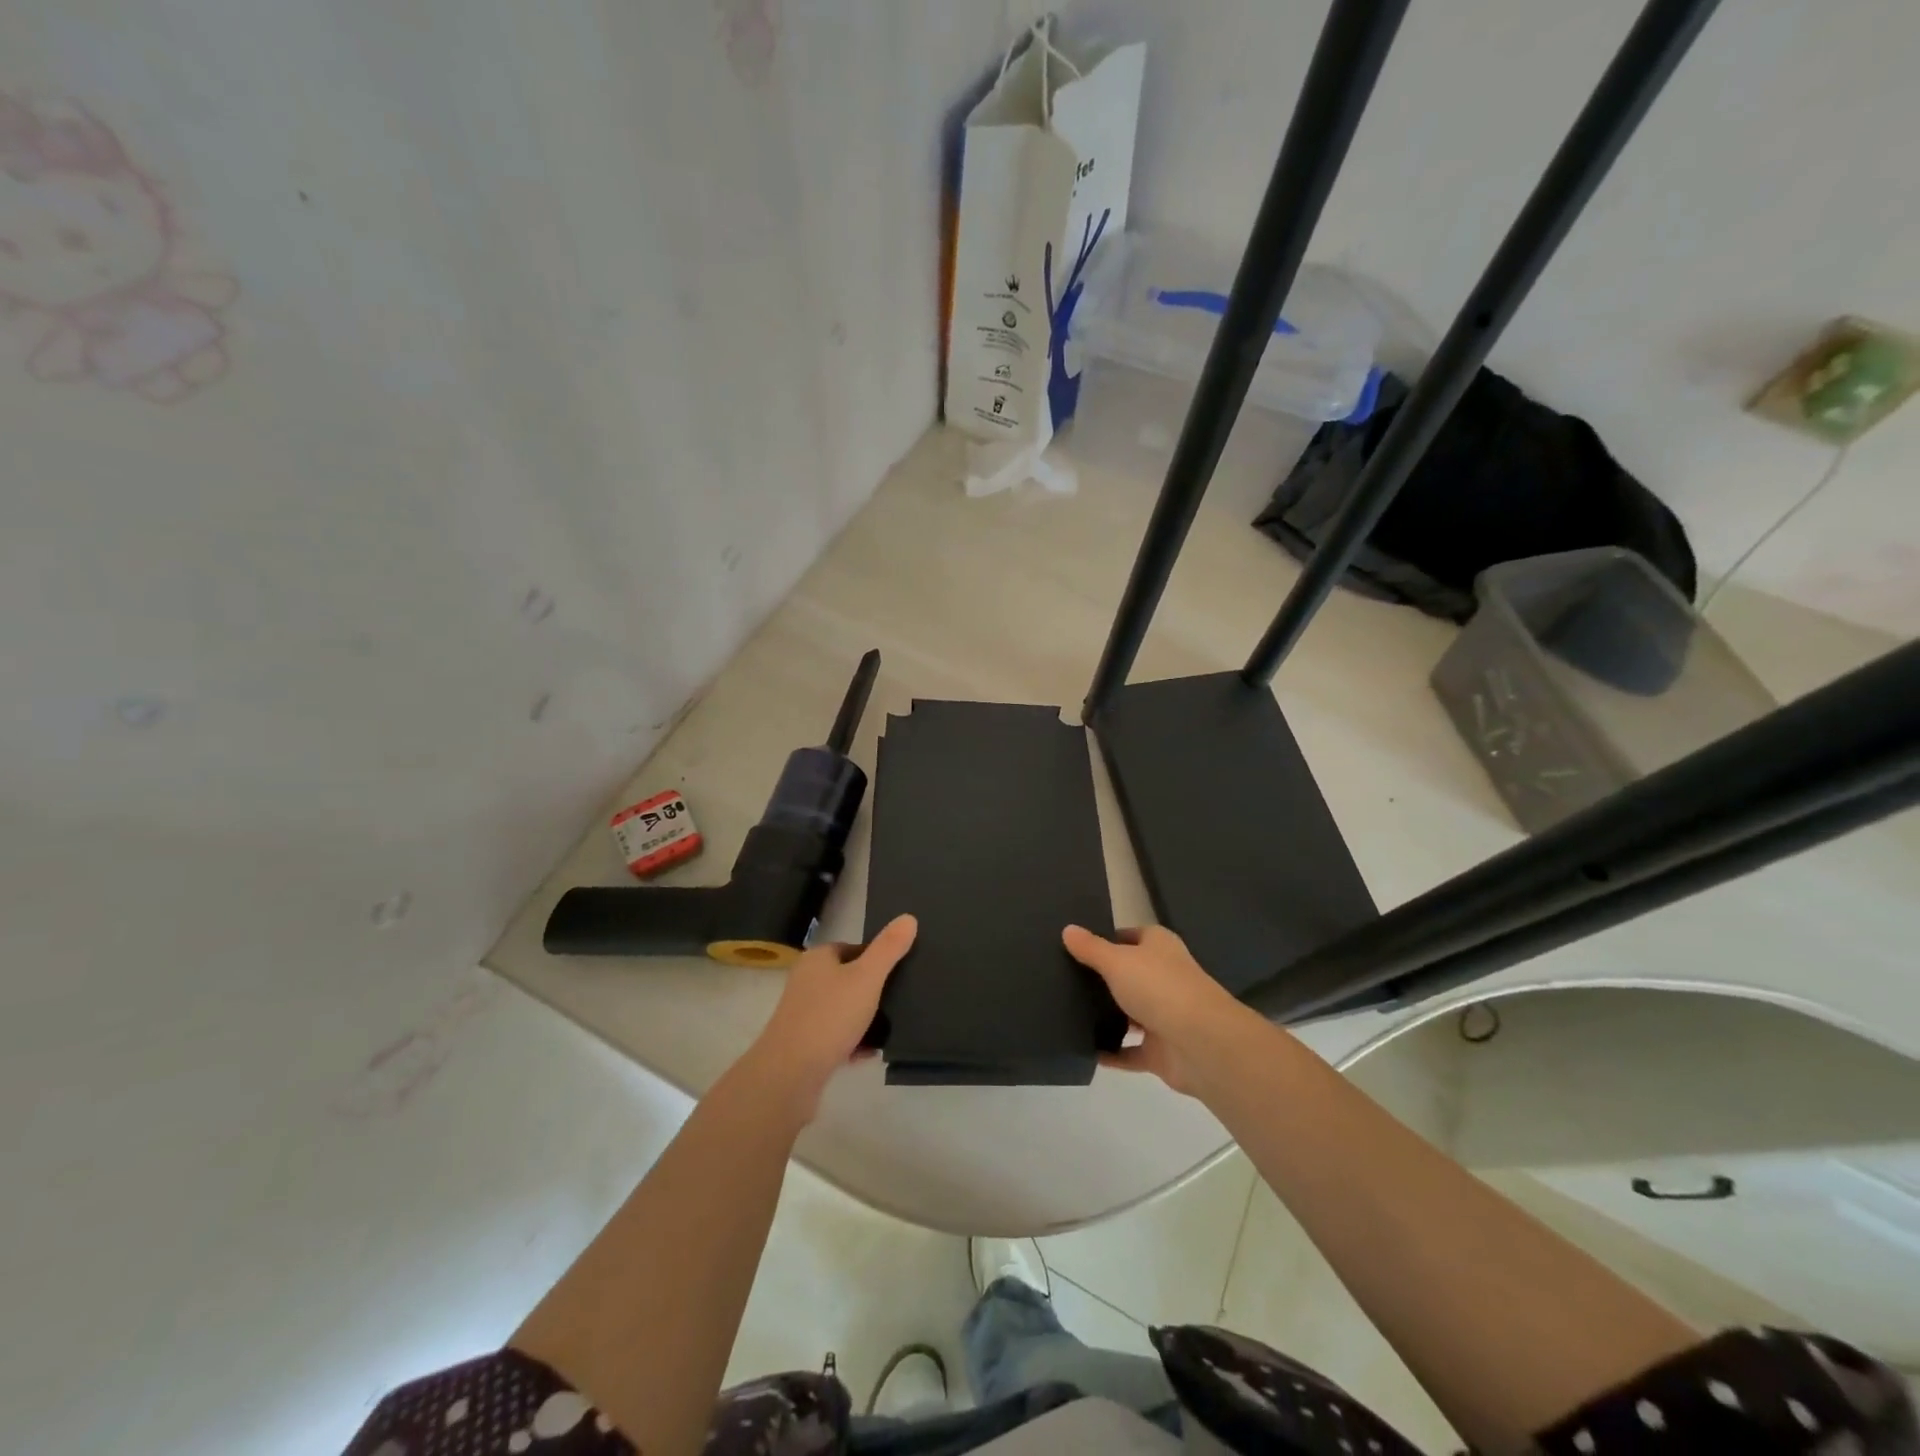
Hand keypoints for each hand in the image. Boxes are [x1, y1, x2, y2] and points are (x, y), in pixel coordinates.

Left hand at [744, 914, 916, 1115]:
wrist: (790, 1074)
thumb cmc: (830, 1016)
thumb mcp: (867, 977)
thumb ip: (889, 949)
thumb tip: (908, 917)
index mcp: (817, 959)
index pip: (853, 948)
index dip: (876, 959)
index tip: (898, 974)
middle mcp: (806, 981)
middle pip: (848, 979)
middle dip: (872, 991)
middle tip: (897, 1002)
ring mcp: (802, 1014)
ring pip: (842, 1010)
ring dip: (864, 1020)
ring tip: (889, 1029)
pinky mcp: (803, 1044)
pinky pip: (836, 1037)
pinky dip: (853, 1042)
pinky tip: (870, 1053)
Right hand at [1063, 924, 1251, 1094]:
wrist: (1201, 1044)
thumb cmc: (1159, 987)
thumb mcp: (1117, 961)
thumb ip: (1091, 948)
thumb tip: (1067, 929)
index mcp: (1159, 947)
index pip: (1130, 937)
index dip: (1106, 940)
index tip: (1075, 948)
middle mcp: (1164, 977)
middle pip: (1129, 975)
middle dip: (1103, 979)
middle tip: (1064, 980)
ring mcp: (1165, 1015)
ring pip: (1130, 1013)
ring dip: (1108, 1016)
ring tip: (1068, 1013)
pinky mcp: (1161, 1051)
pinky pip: (1129, 1051)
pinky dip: (1111, 1052)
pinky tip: (1084, 1050)